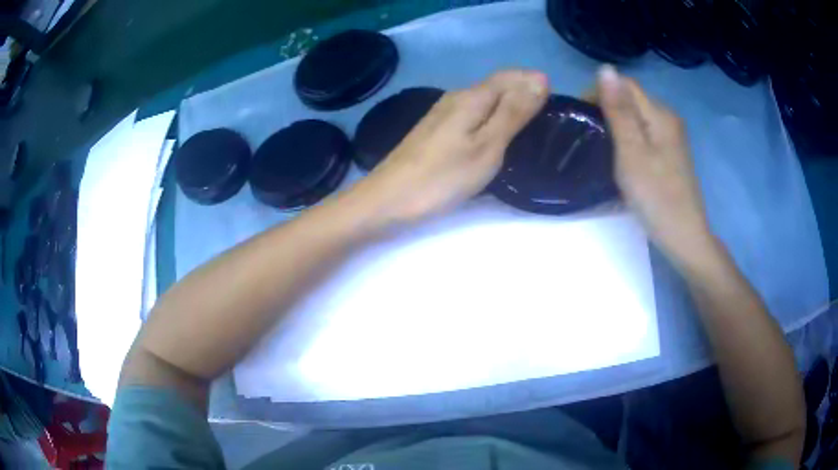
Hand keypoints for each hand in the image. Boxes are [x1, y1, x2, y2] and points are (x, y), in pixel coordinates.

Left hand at [358, 70, 548, 224]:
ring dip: (506, 105)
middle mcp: (455, 98)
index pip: (509, 77)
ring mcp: (441, 114)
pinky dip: (489, 118)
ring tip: (527, 123)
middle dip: (522, 92)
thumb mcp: (487, 146)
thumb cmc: (442, 178)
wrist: (387, 200)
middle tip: (546, 113)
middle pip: (495, 86)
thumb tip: (539, 79)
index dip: (532, 82)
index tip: (554, 99)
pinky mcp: (434, 131)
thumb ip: (513, 112)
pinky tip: (494, 134)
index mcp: (471, 98)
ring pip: (482, 100)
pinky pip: (470, 114)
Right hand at [596, 66, 714, 265]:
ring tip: (600, 147)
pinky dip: (628, 138)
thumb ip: (619, 110)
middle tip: (589, 137)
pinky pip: (643, 132)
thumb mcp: (632, 152)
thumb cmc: (656, 197)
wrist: (684, 237)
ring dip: (615, 124)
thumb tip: (605, 68)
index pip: (624, 84)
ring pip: (636, 116)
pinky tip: (621, 157)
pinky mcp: (670, 153)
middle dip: (606, 108)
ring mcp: (671, 137)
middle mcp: (668, 118)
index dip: (599, 92)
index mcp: (660, 114)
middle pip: (631, 98)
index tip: (582, 118)